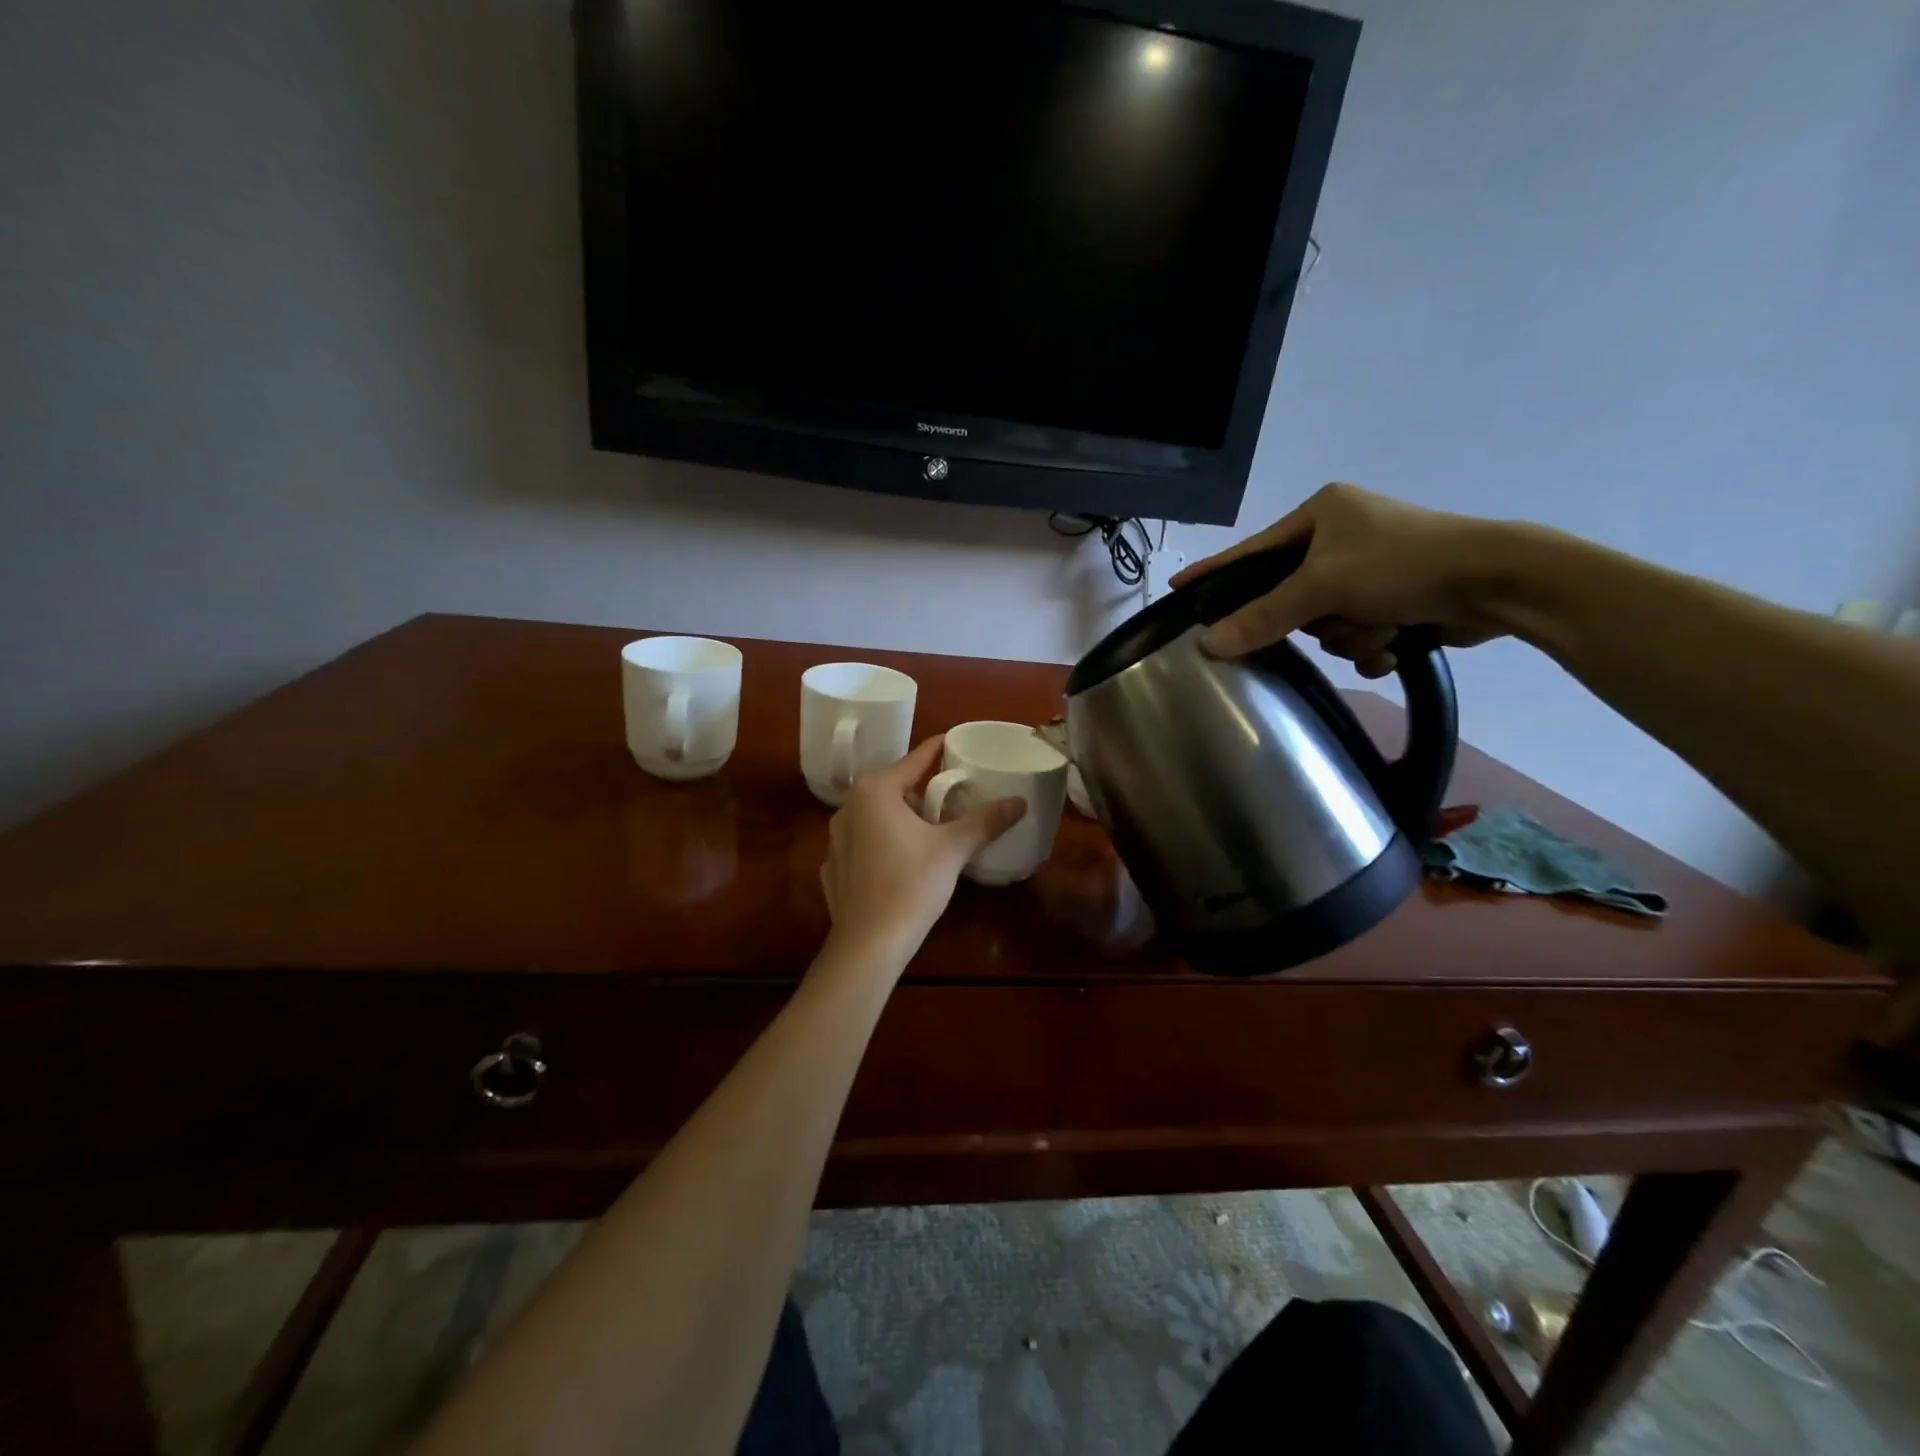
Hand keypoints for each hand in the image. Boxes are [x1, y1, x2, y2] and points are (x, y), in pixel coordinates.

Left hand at [819, 736, 1025, 967]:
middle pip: (893, 787)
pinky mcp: (833, 868)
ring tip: (931, 831)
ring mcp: (835, 839)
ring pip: (875, 816)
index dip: (938, 751)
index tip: (956, 744)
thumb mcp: (953, 849)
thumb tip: (1020, 801)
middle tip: (953, 797)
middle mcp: (848, 807)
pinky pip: (862, 844)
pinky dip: (882, 845)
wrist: (868, 944)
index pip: (914, 759)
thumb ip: (985, 821)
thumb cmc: (911, 885)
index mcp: (875, 791)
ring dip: (902, 818)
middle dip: (923, 791)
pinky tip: (900, 862)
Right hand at [1170, 483, 1514, 674]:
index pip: (1252, 550)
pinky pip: (1357, 632)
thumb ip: (1263, 616)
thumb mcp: (1324, 587)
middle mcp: (1343, 536)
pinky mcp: (1397, 596)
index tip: (1178, 587)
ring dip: (1351, 634)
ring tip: (1383, 625)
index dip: (1215, 572)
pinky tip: (1396, 641)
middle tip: (1334, 616)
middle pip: (1291, 596)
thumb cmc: (1402, 565)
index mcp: (1322, 514)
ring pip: (1326, 622)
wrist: (1498, 583)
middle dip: (1317, 617)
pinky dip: (1373, 643)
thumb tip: (1208, 644)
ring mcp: (1371, 568)